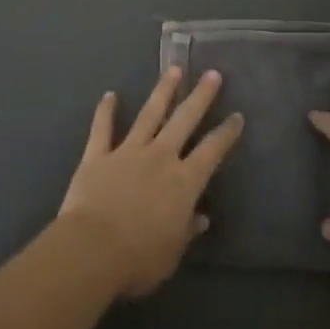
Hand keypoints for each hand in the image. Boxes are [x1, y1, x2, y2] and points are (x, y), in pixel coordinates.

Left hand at [58, 67, 244, 298]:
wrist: (92, 249)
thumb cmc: (138, 259)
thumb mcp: (172, 253)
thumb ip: (187, 230)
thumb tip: (202, 217)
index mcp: (184, 182)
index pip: (212, 151)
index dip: (226, 133)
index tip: (237, 116)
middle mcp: (160, 157)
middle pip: (184, 120)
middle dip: (200, 96)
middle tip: (212, 74)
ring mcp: (128, 151)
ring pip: (149, 114)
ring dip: (162, 91)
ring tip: (173, 69)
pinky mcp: (98, 155)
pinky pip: (102, 128)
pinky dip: (105, 111)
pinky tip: (109, 95)